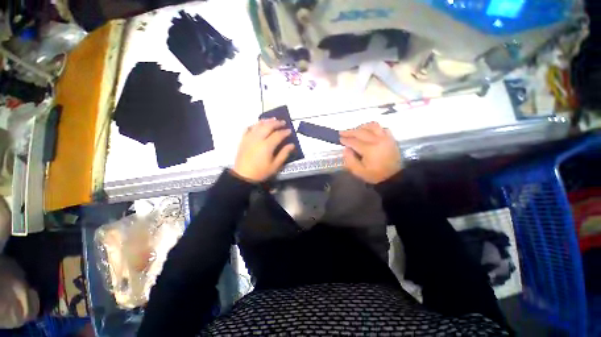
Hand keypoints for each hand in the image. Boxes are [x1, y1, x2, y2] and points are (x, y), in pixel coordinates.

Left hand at [233, 118, 294, 181]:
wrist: (243, 176)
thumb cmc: (261, 172)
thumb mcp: (275, 166)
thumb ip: (284, 154)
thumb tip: (292, 145)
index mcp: (267, 146)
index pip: (278, 135)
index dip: (285, 132)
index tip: (290, 131)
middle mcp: (258, 139)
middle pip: (268, 126)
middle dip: (276, 123)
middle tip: (283, 122)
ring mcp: (249, 138)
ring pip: (258, 125)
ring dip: (266, 121)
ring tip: (273, 119)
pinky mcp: (243, 140)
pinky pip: (249, 128)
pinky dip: (255, 125)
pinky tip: (258, 125)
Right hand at [339, 122, 401, 183]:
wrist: (393, 177)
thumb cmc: (375, 175)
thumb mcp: (359, 172)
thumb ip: (350, 160)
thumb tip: (346, 149)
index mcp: (369, 149)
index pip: (354, 141)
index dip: (345, 140)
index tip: (339, 139)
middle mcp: (377, 140)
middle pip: (361, 132)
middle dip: (350, 132)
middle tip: (342, 132)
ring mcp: (385, 138)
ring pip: (372, 126)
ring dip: (361, 127)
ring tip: (355, 130)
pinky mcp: (391, 138)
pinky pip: (382, 128)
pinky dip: (373, 128)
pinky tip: (369, 131)